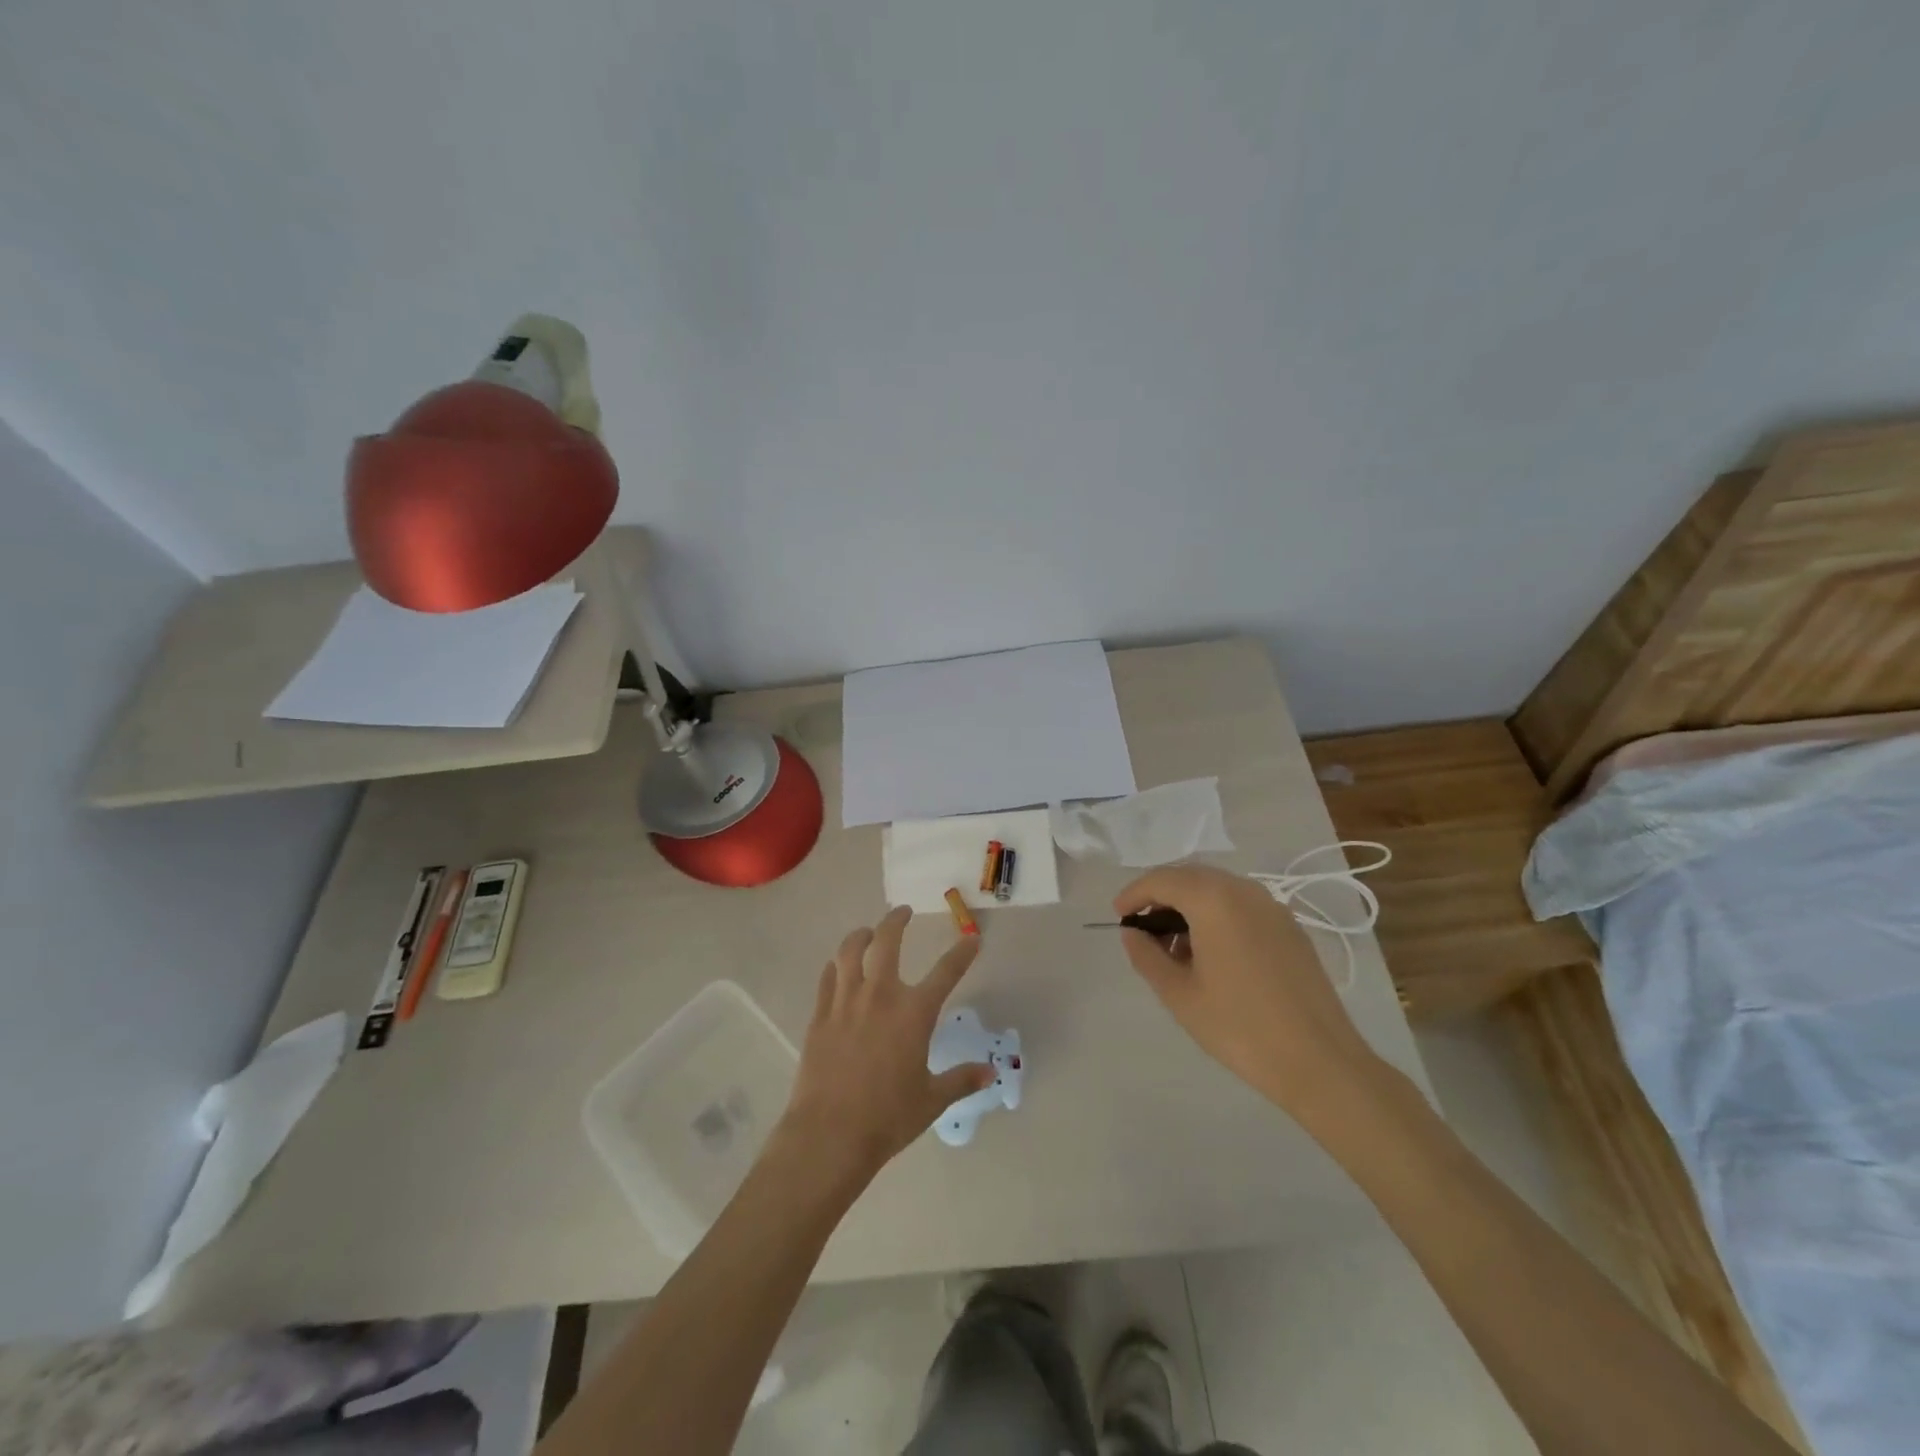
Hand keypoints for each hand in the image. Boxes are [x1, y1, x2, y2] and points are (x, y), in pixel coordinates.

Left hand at [774, 907, 992, 1193]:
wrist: (830, 1134)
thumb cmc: (888, 1118)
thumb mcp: (932, 1100)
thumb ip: (961, 1080)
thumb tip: (990, 1073)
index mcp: (914, 1012)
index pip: (946, 972)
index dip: (962, 953)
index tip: (972, 939)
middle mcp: (880, 995)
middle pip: (887, 942)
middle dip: (896, 921)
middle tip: (903, 912)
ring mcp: (845, 1002)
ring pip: (849, 951)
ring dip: (860, 935)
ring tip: (867, 932)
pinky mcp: (820, 1015)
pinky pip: (828, 978)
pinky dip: (836, 966)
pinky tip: (838, 967)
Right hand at [1114, 865, 1381, 1121]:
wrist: (1320, 1061)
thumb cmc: (1240, 1027)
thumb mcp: (1179, 995)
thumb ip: (1147, 956)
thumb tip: (1132, 933)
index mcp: (1213, 899)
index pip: (1161, 880)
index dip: (1134, 894)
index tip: (1118, 917)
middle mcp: (1244, 890)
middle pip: (1190, 877)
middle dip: (1161, 896)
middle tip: (1141, 929)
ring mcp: (1272, 907)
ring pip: (1218, 889)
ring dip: (1189, 906)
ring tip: (1174, 947)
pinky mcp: (1290, 928)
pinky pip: (1242, 906)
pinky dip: (1217, 916)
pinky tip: (1210, 954)